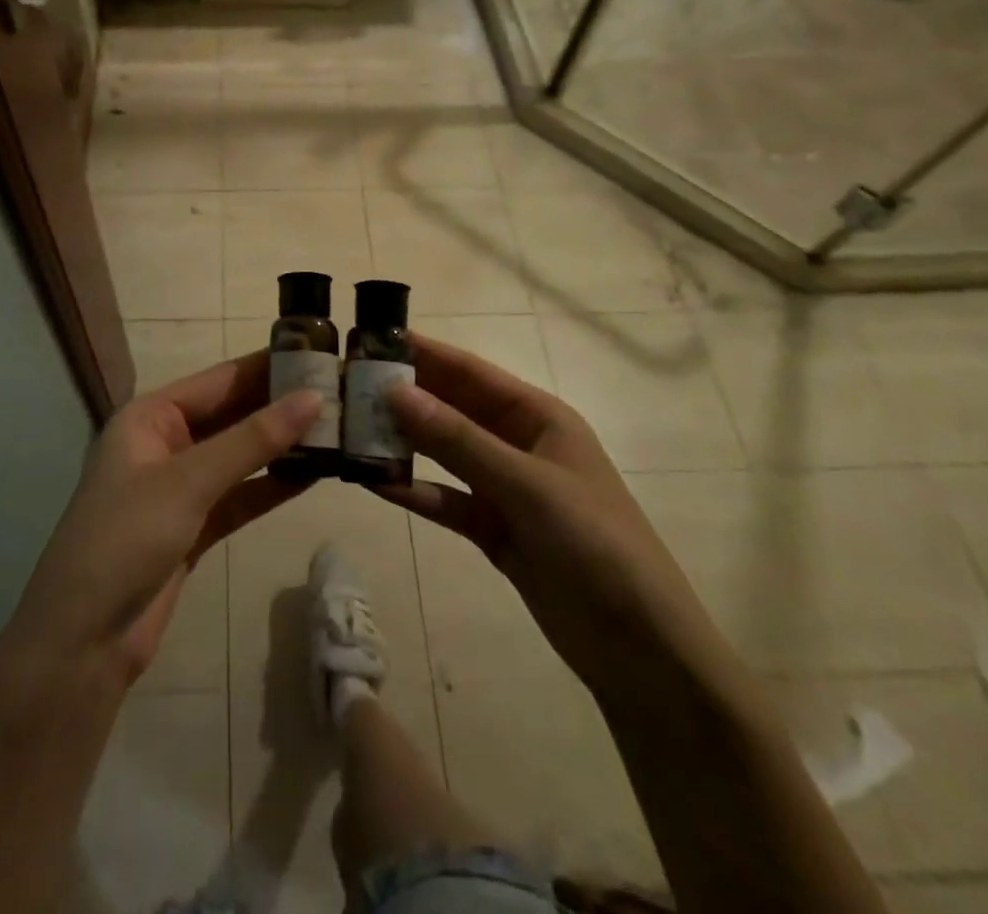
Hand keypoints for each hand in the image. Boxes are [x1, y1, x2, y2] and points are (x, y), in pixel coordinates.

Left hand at [8, 352, 319, 689]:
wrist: (83, 641)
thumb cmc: (126, 539)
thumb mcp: (189, 481)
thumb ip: (252, 440)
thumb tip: (313, 398)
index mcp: (150, 417)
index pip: (219, 380)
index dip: (268, 367)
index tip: (318, 353)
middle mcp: (165, 443)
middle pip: (231, 415)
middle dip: (280, 407)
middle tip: (340, 392)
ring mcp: (179, 487)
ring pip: (239, 457)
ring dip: (281, 447)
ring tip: (337, 430)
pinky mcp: (193, 527)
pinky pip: (240, 496)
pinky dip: (271, 487)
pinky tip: (313, 475)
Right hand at [382, 335, 736, 696]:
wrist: (641, 649)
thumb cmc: (594, 544)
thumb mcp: (526, 484)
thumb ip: (457, 439)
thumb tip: (394, 391)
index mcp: (538, 417)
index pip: (470, 372)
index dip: (423, 353)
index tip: (371, 339)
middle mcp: (517, 443)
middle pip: (451, 409)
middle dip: (404, 396)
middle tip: (346, 385)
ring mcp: (504, 488)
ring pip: (443, 454)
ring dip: (403, 443)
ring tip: (349, 430)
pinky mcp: (493, 528)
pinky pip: (445, 499)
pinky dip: (414, 490)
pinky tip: (374, 483)